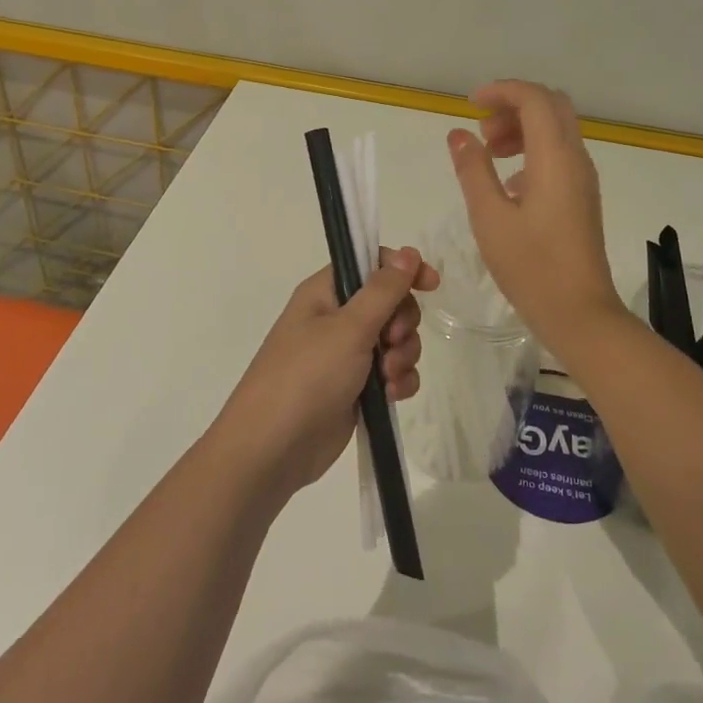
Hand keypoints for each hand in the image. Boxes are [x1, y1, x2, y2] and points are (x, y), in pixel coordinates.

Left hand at [213, 247, 436, 499]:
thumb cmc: (307, 376)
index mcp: (326, 292)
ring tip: (388, 376)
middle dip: (403, 322)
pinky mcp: (356, 388)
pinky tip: (391, 396)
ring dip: (403, 355)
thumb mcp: (349, 328)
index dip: (403, 270)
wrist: (272, 450)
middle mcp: (336, 318)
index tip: (430, 284)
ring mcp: (346, 354)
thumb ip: (383, 290)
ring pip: (395, 340)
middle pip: (391, 303)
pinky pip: (392, 372)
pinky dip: (398, 381)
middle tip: (392, 340)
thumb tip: (408, 252)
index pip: (372, 264)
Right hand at [448, 80, 625, 349]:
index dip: (502, 91)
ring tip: (490, 155)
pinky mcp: (583, 196)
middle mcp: (576, 158)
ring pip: (557, 129)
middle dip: (514, 106)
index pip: (534, 98)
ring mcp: (583, 178)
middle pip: (551, 106)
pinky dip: (533, 151)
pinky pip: (560, 154)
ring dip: (523, 129)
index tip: (470, 105)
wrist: (580, 313)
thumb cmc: (531, 266)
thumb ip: (473, 169)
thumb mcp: (489, 217)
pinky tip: (509, 185)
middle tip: (483, 132)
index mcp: (555, 157)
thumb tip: (459, 134)